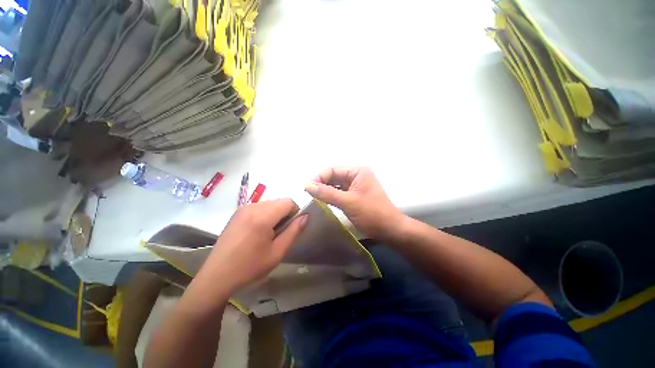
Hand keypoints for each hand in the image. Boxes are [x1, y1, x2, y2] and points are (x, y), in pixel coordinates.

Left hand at [200, 199, 307, 293]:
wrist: (217, 276)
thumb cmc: (250, 267)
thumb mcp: (277, 252)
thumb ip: (294, 231)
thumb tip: (306, 216)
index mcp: (263, 216)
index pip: (289, 202)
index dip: (295, 212)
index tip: (292, 227)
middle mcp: (253, 206)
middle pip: (279, 201)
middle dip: (285, 213)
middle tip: (281, 233)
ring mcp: (243, 208)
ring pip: (270, 204)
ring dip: (275, 214)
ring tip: (269, 234)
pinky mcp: (237, 213)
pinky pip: (259, 207)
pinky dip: (265, 215)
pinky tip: (258, 232)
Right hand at [304, 167, 405, 241]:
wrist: (390, 229)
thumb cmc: (372, 214)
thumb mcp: (348, 202)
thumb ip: (326, 193)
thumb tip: (307, 185)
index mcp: (357, 171)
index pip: (332, 169)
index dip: (318, 178)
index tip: (307, 189)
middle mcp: (356, 175)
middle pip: (333, 176)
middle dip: (321, 184)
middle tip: (309, 195)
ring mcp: (356, 185)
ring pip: (335, 185)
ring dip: (325, 190)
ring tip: (314, 199)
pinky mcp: (355, 195)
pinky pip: (339, 192)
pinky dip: (331, 196)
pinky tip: (324, 202)